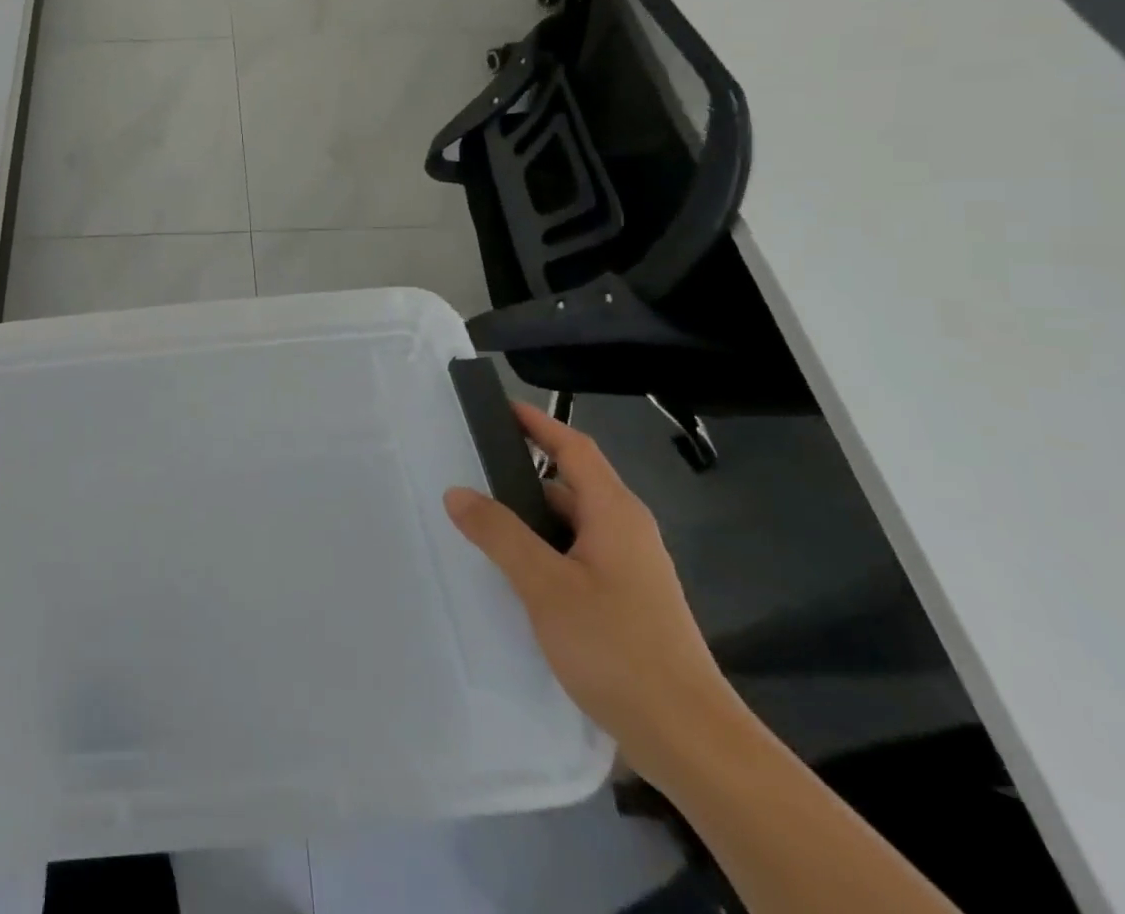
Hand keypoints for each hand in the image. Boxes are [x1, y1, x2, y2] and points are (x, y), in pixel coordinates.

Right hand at [443, 402, 740, 785]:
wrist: (690, 739)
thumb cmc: (617, 648)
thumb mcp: (545, 585)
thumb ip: (499, 534)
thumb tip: (457, 492)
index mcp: (614, 513)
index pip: (574, 448)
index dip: (539, 423)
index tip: (500, 407)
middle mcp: (627, 531)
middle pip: (571, 484)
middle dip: (523, 473)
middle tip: (472, 469)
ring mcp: (631, 568)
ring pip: (572, 524)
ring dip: (531, 517)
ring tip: (482, 521)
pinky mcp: (628, 601)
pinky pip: (577, 555)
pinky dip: (544, 549)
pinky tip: (516, 573)